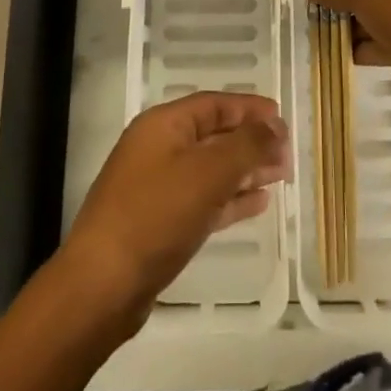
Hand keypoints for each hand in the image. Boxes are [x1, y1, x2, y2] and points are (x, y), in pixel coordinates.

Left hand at [56, 91, 289, 337]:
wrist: (102, 286)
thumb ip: (246, 145)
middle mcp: (158, 148)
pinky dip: (230, 198)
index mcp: (164, 124)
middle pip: (213, 134)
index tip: (282, 118)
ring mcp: (156, 186)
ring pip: (210, 169)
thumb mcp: (208, 173)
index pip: (214, 104)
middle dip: (251, 141)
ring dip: (245, 170)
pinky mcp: (159, 222)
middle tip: (287, 152)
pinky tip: (257, 203)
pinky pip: (202, 199)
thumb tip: (275, 126)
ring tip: (281, 176)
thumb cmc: (156, 215)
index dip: (249, 108)